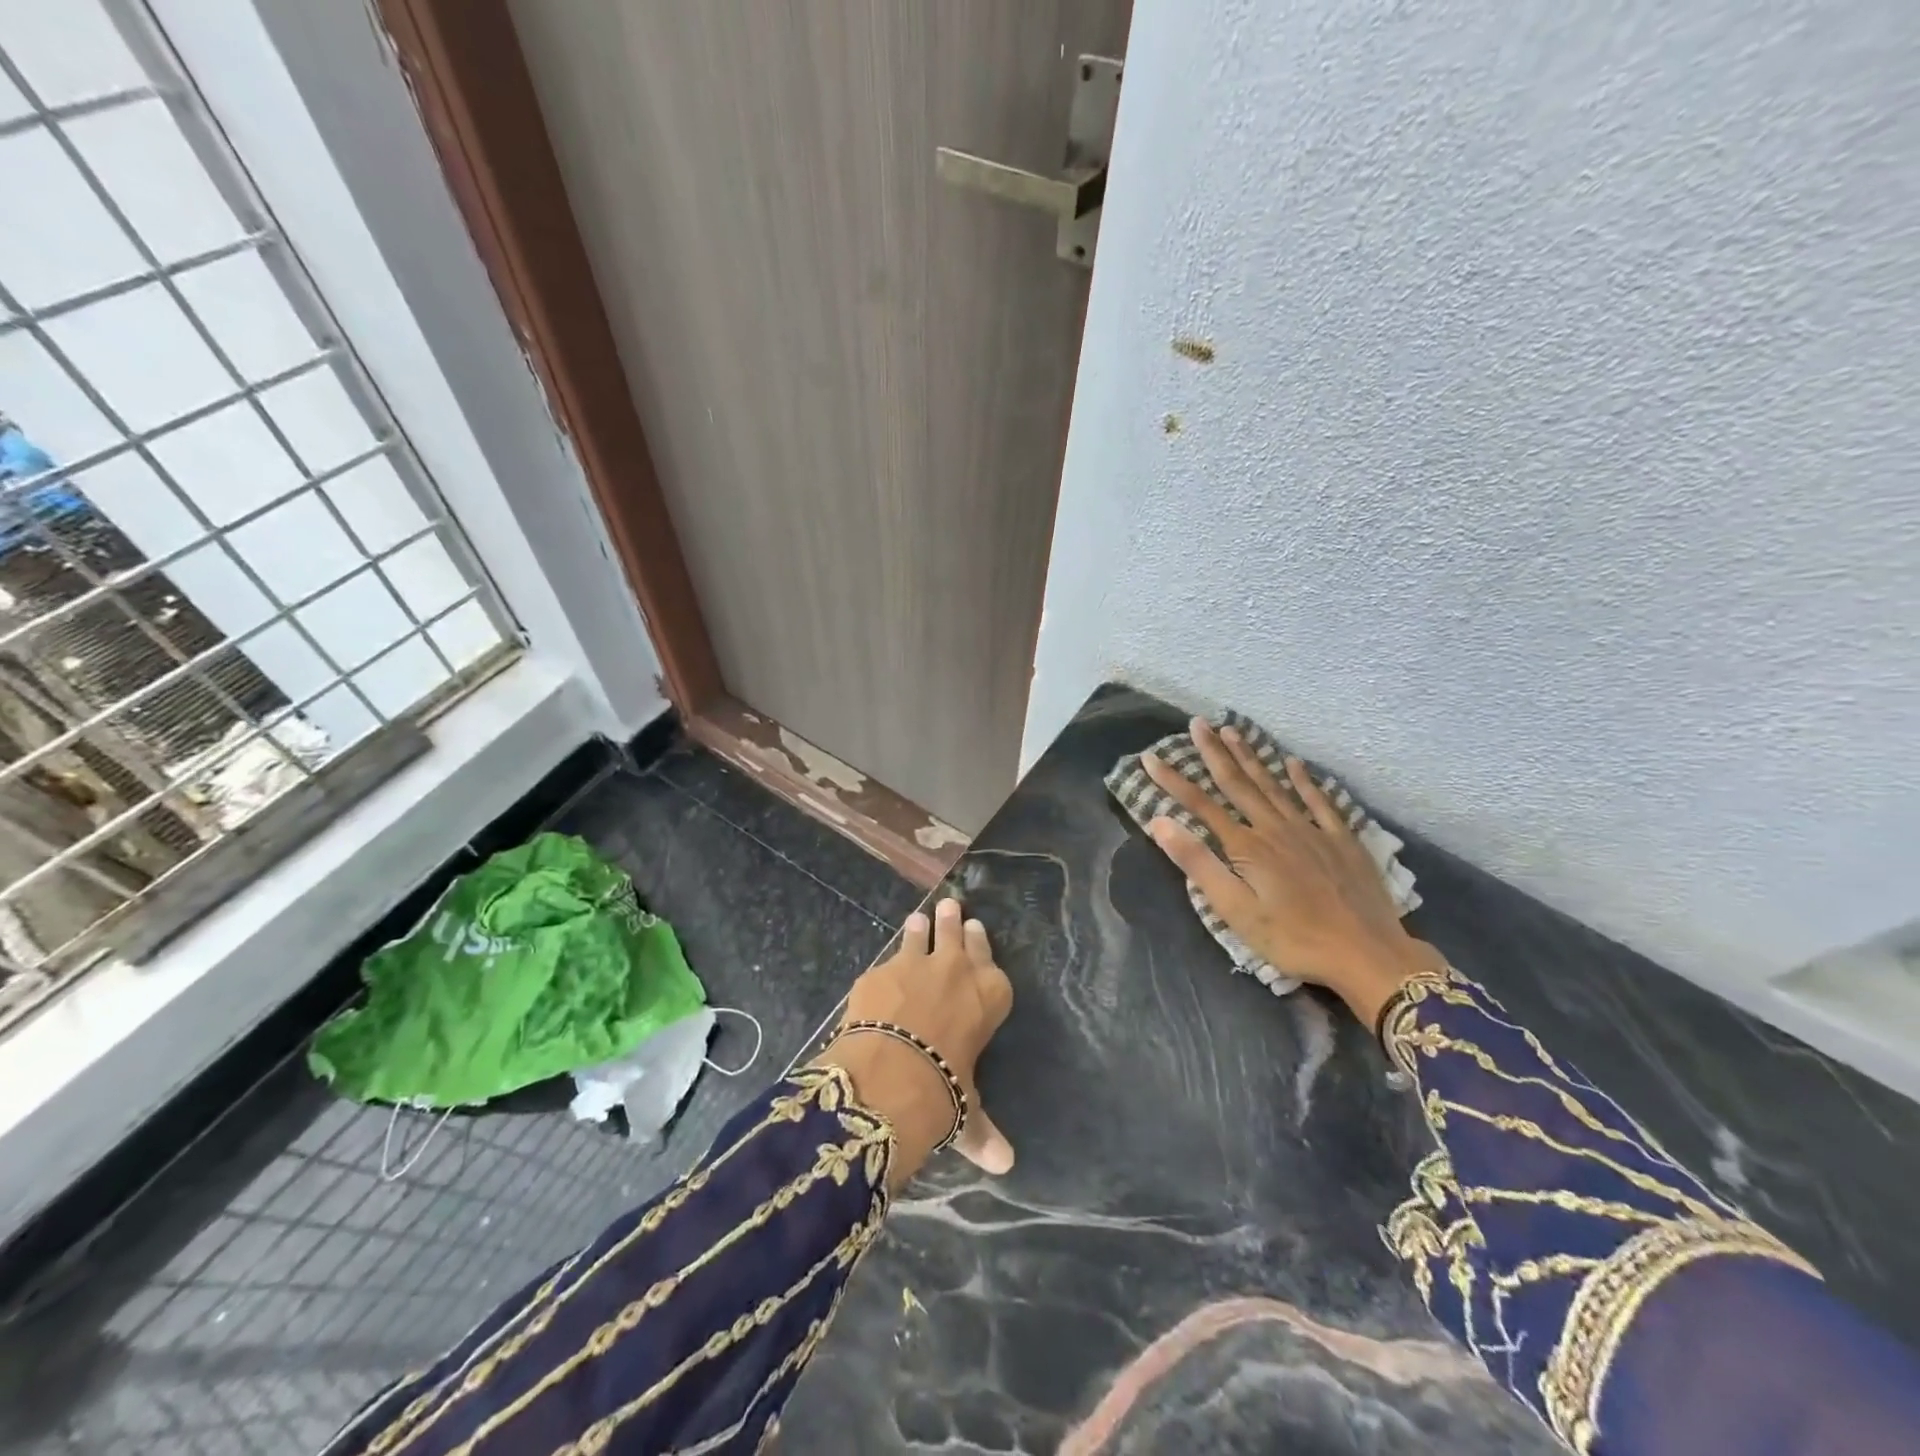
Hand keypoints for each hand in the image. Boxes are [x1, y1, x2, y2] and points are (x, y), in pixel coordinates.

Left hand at [813, 897, 1014, 1189]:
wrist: (891, 1072)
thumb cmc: (944, 1091)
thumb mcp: (967, 1112)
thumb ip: (983, 1131)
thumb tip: (1005, 1165)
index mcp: (989, 996)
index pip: (990, 962)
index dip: (982, 945)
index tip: (978, 930)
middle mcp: (956, 970)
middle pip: (957, 935)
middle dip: (954, 922)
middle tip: (952, 907)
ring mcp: (915, 964)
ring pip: (920, 935)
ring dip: (920, 928)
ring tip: (919, 918)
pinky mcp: (878, 972)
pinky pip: (885, 962)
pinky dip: (886, 964)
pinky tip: (881, 967)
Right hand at [1142, 718, 1442, 1027]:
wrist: (1367, 953)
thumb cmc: (1293, 939)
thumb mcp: (1235, 910)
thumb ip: (1198, 864)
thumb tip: (1160, 822)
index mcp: (1247, 846)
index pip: (1200, 805)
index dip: (1173, 780)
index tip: (1150, 757)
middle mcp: (1275, 828)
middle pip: (1238, 783)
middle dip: (1214, 752)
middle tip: (1198, 722)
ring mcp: (1312, 830)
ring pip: (1274, 784)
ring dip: (1251, 756)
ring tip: (1233, 730)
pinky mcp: (1342, 840)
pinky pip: (1320, 801)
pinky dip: (1305, 780)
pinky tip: (1294, 763)